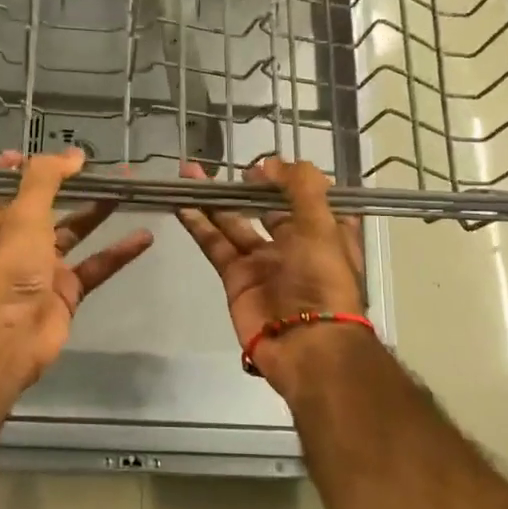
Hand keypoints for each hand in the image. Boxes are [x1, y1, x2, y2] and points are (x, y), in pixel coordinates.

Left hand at [0, 149, 153, 387]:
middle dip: (68, 185)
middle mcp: (16, 241)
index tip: (27, 154)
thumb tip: (74, 155)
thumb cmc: (9, 266)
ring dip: (98, 211)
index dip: (2, 173)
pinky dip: (118, 252)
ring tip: (127, 188)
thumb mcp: (24, 213)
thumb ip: (47, 178)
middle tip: (98, 166)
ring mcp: (42, 267)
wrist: (11, 334)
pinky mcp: (66, 291)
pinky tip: (145, 236)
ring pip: (74, 232)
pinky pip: (96, 265)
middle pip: (43, 206)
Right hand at [176, 158, 366, 388]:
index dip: (288, 179)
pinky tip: (182, 202)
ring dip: (214, 199)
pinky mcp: (235, 278)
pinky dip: (198, 224)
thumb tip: (269, 162)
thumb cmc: (323, 280)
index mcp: (325, 232)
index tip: (267, 164)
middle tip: (222, 167)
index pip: (307, 197)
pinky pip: (214, 244)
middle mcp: (294, 244)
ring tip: (189, 173)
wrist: (306, 346)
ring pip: (233, 222)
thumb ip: (299, 186)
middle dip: (245, 186)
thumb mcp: (322, 225)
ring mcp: (262, 262)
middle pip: (265, 207)